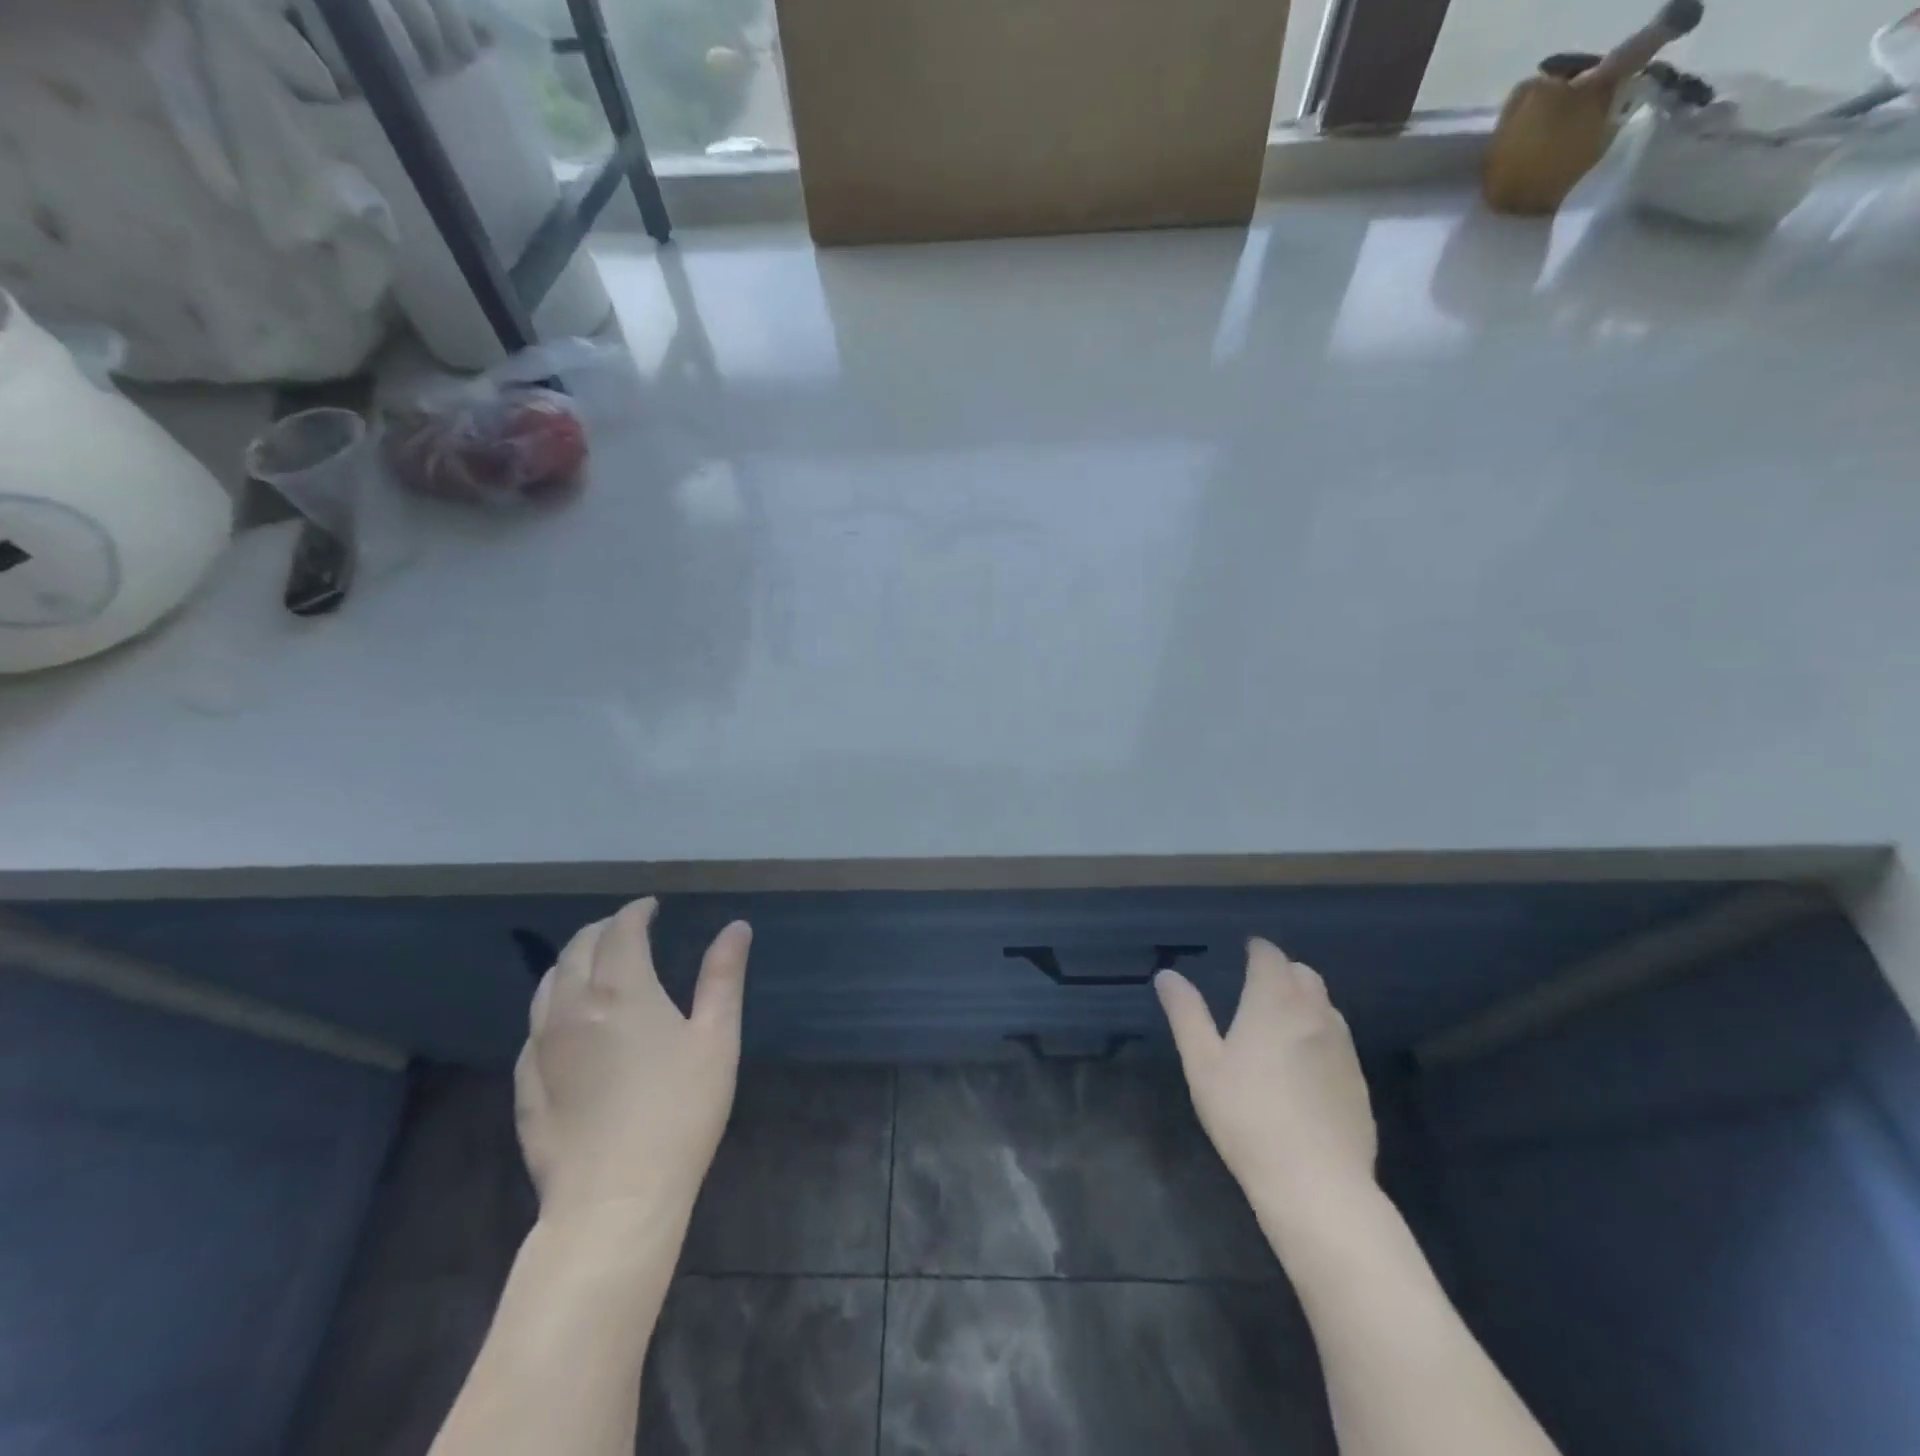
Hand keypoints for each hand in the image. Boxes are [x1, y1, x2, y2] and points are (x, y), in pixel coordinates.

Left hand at [515, 898, 750, 1233]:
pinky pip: (534, 1028)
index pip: (621, 931)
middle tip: (626, 928)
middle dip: (602, 929)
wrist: (614, 1199)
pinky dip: (552, 1005)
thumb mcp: (716, 1038)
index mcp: (620, 989)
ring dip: (570, 962)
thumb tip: (736, 927)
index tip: (651, 907)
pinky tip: (567, 1022)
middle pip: (577, 949)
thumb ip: (723, 976)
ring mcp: (541, 1048)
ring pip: (547, 985)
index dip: (636, 912)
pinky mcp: (526, 1086)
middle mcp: (572, 1007)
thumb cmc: (679, 1110)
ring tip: (593, 963)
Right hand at [1156, 938, 1376, 1237]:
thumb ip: (1186, 1014)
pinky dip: (1320, 1034)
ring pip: (1326, 1006)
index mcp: (1274, 1003)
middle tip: (1259, 986)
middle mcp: (1314, 1014)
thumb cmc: (1247, 1116)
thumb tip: (1168, 975)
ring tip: (1281, 1022)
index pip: (1271, 957)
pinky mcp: (1359, 1081)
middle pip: (1305, 974)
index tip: (1246, 951)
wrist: (1317, 1184)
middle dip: (1283, 971)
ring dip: (1305, 1001)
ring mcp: (1343, 1048)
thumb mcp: (1203, 1064)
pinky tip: (1304, 1065)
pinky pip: (1338, 1040)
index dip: (1258, 950)